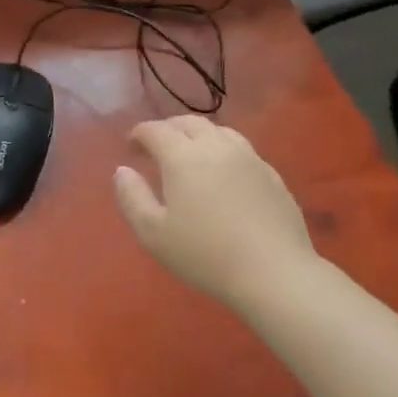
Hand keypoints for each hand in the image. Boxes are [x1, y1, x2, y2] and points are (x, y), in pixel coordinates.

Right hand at [114, 116, 316, 311]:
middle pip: (189, 123)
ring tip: (190, 155)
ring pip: (219, 131)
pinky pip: (241, 150)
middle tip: (156, 148)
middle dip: (168, 129)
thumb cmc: (205, 254)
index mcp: (183, 157)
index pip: (156, 130)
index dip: (139, 134)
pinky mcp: (271, 174)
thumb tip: (122, 171)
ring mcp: (249, 158)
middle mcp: (216, 147)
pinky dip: (223, 151)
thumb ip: (131, 197)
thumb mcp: (152, 233)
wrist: (274, 273)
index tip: (130, 147)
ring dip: (197, 136)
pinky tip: (223, 174)